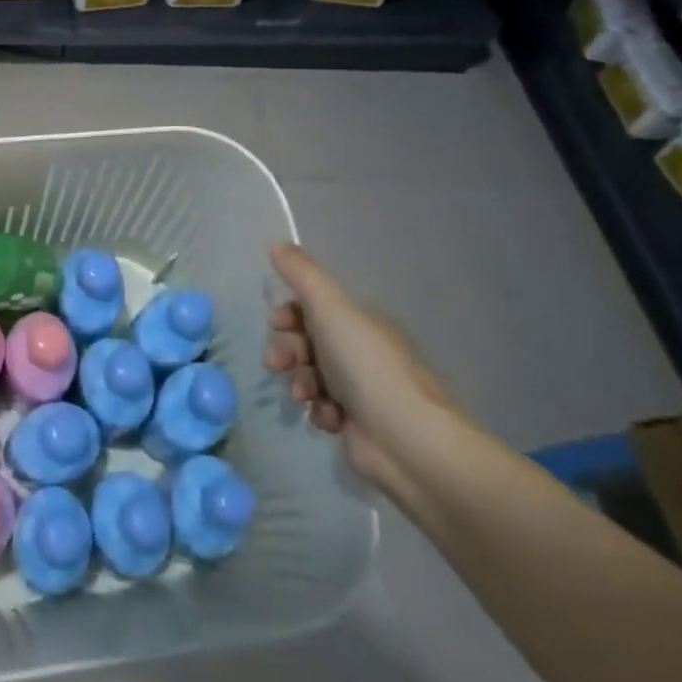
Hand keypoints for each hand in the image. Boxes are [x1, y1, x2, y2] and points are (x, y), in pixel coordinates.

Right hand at [265, 242, 457, 504]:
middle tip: (278, 364)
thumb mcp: (331, 308)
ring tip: (305, 396)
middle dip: (287, 351)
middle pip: (307, 342)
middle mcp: (362, 351)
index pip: (314, 308)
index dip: (289, 315)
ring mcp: (360, 389)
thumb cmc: (367, 366)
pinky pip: (322, 408)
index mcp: (361, 322)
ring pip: (310, 376)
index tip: (276, 324)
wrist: (406, 440)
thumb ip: (302, 274)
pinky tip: (328, 418)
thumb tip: (276, 242)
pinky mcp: (356, 423)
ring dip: (300, 382)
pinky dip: (320, 411)